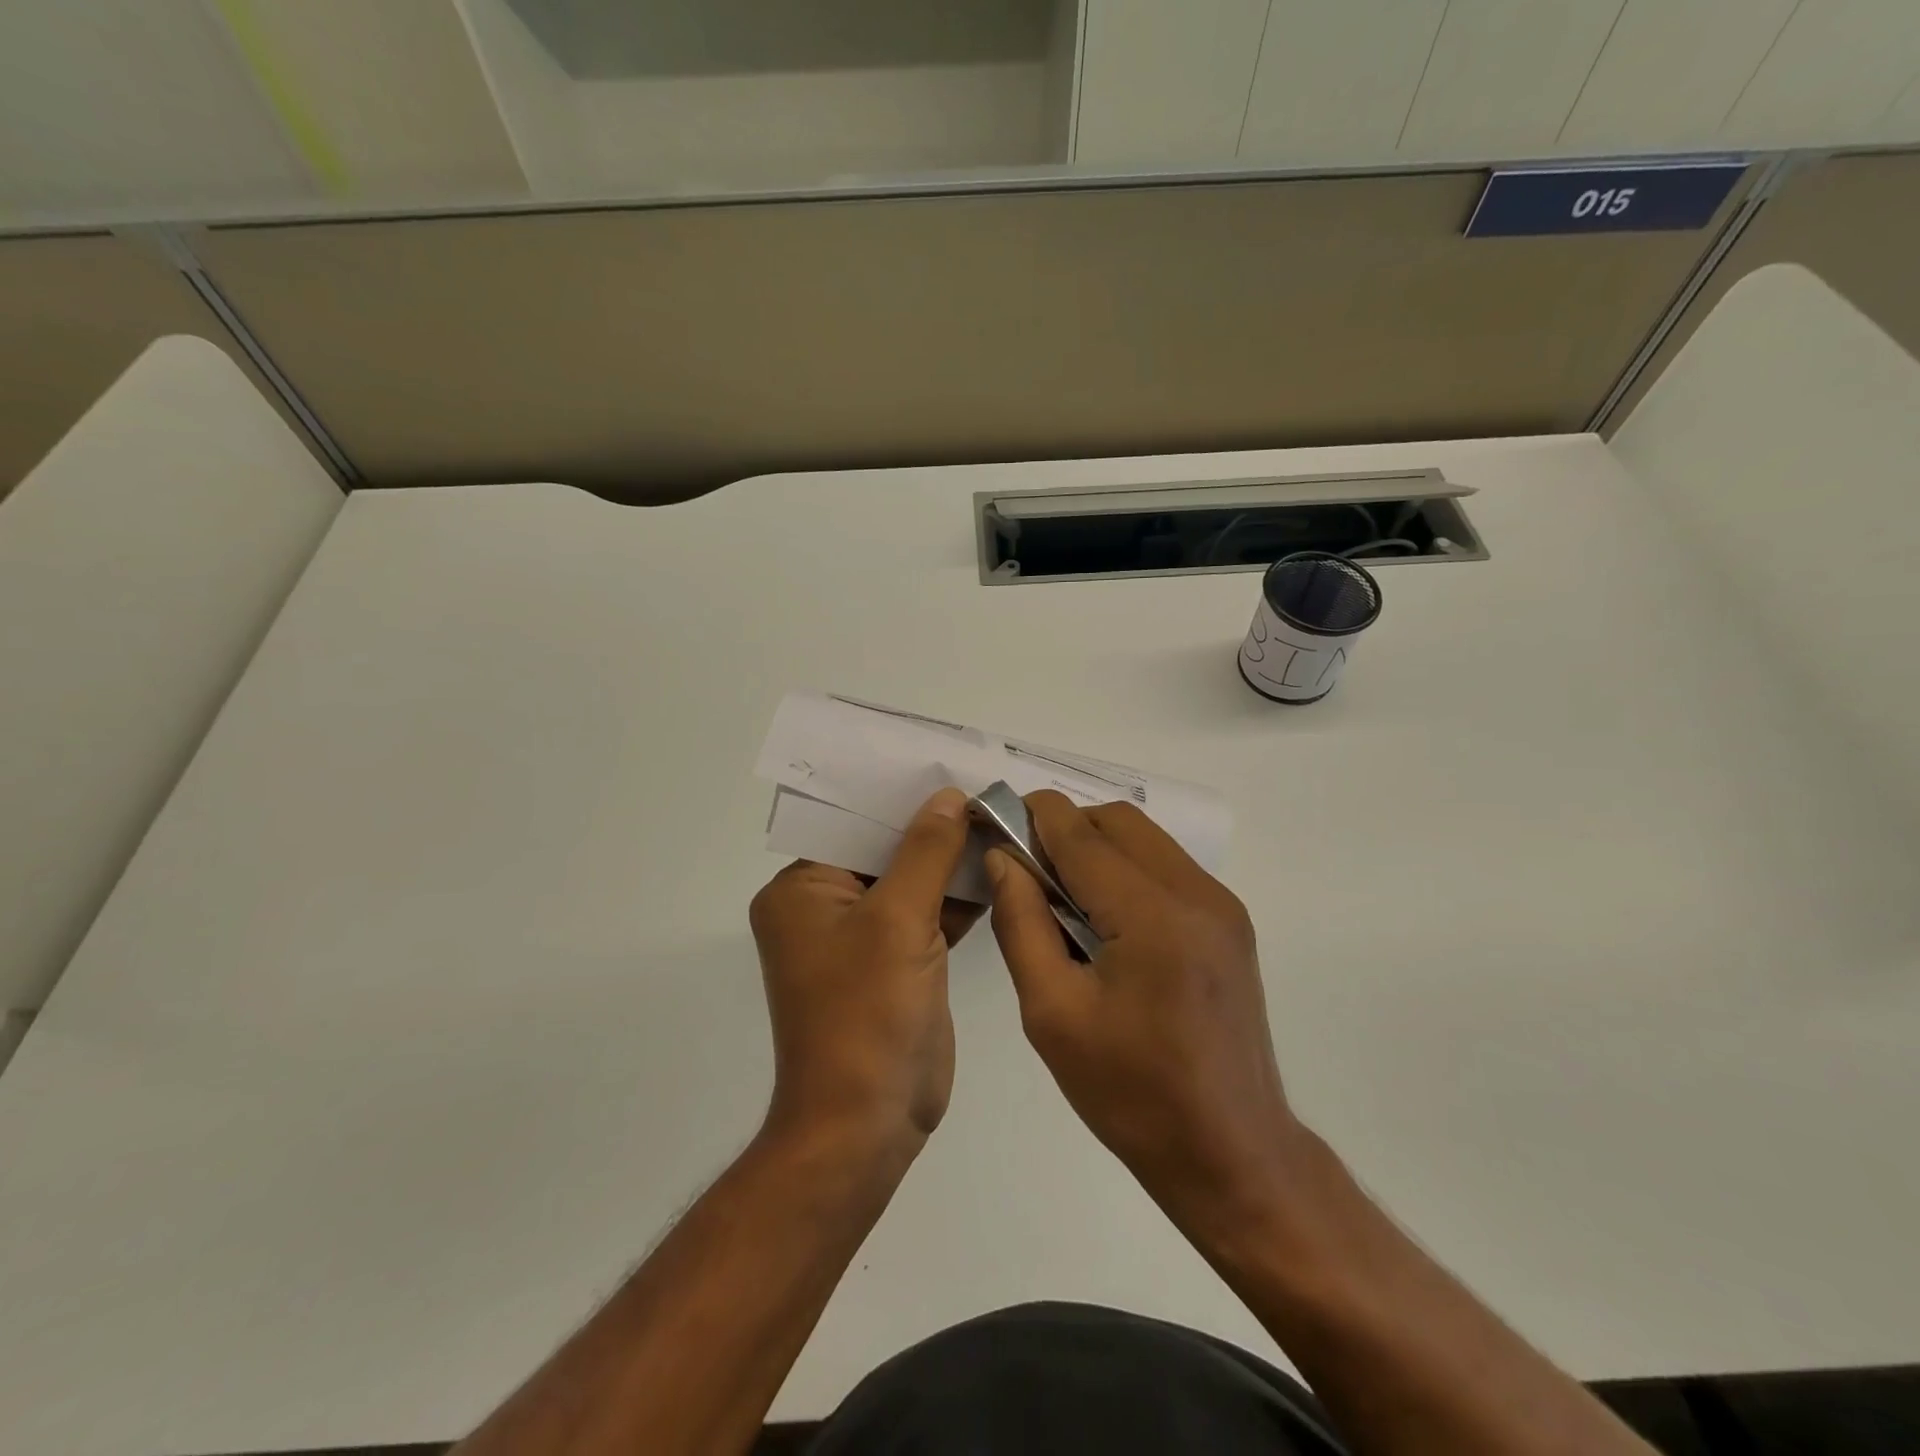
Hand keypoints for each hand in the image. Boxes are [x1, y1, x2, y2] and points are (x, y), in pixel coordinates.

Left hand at [749, 787, 980, 1157]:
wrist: (866, 1125)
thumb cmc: (867, 1014)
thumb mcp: (897, 920)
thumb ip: (926, 851)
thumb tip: (949, 796)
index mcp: (802, 890)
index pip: (853, 823)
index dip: (901, 796)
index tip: (951, 767)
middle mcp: (825, 907)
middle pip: (885, 850)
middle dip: (934, 827)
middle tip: (986, 791)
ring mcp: (862, 938)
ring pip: (911, 882)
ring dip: (951, 861)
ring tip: (1001, 820)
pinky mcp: (895, 964)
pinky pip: (927, 915)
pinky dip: (958, 898)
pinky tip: (1000, 869)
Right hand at [985, 791, 1300, 1219]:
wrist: (1230, 1153)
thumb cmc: (1130, 1093)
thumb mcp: (1052, 1013)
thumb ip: (1021, 922)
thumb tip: (1003, 859)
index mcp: (1152, 916)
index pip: (1079, 833)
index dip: (1030, 816)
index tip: (993, 822)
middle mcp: (1196, 893)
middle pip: (1116, 821)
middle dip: (1064, 828)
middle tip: (1025, 871)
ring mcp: (1221, 905)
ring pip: (1144, 838)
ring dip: (1096, 846)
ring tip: (1061, 897)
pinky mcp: (1229, 922)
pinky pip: (1166, 866)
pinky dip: (1126, 869)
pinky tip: (1104, 918)